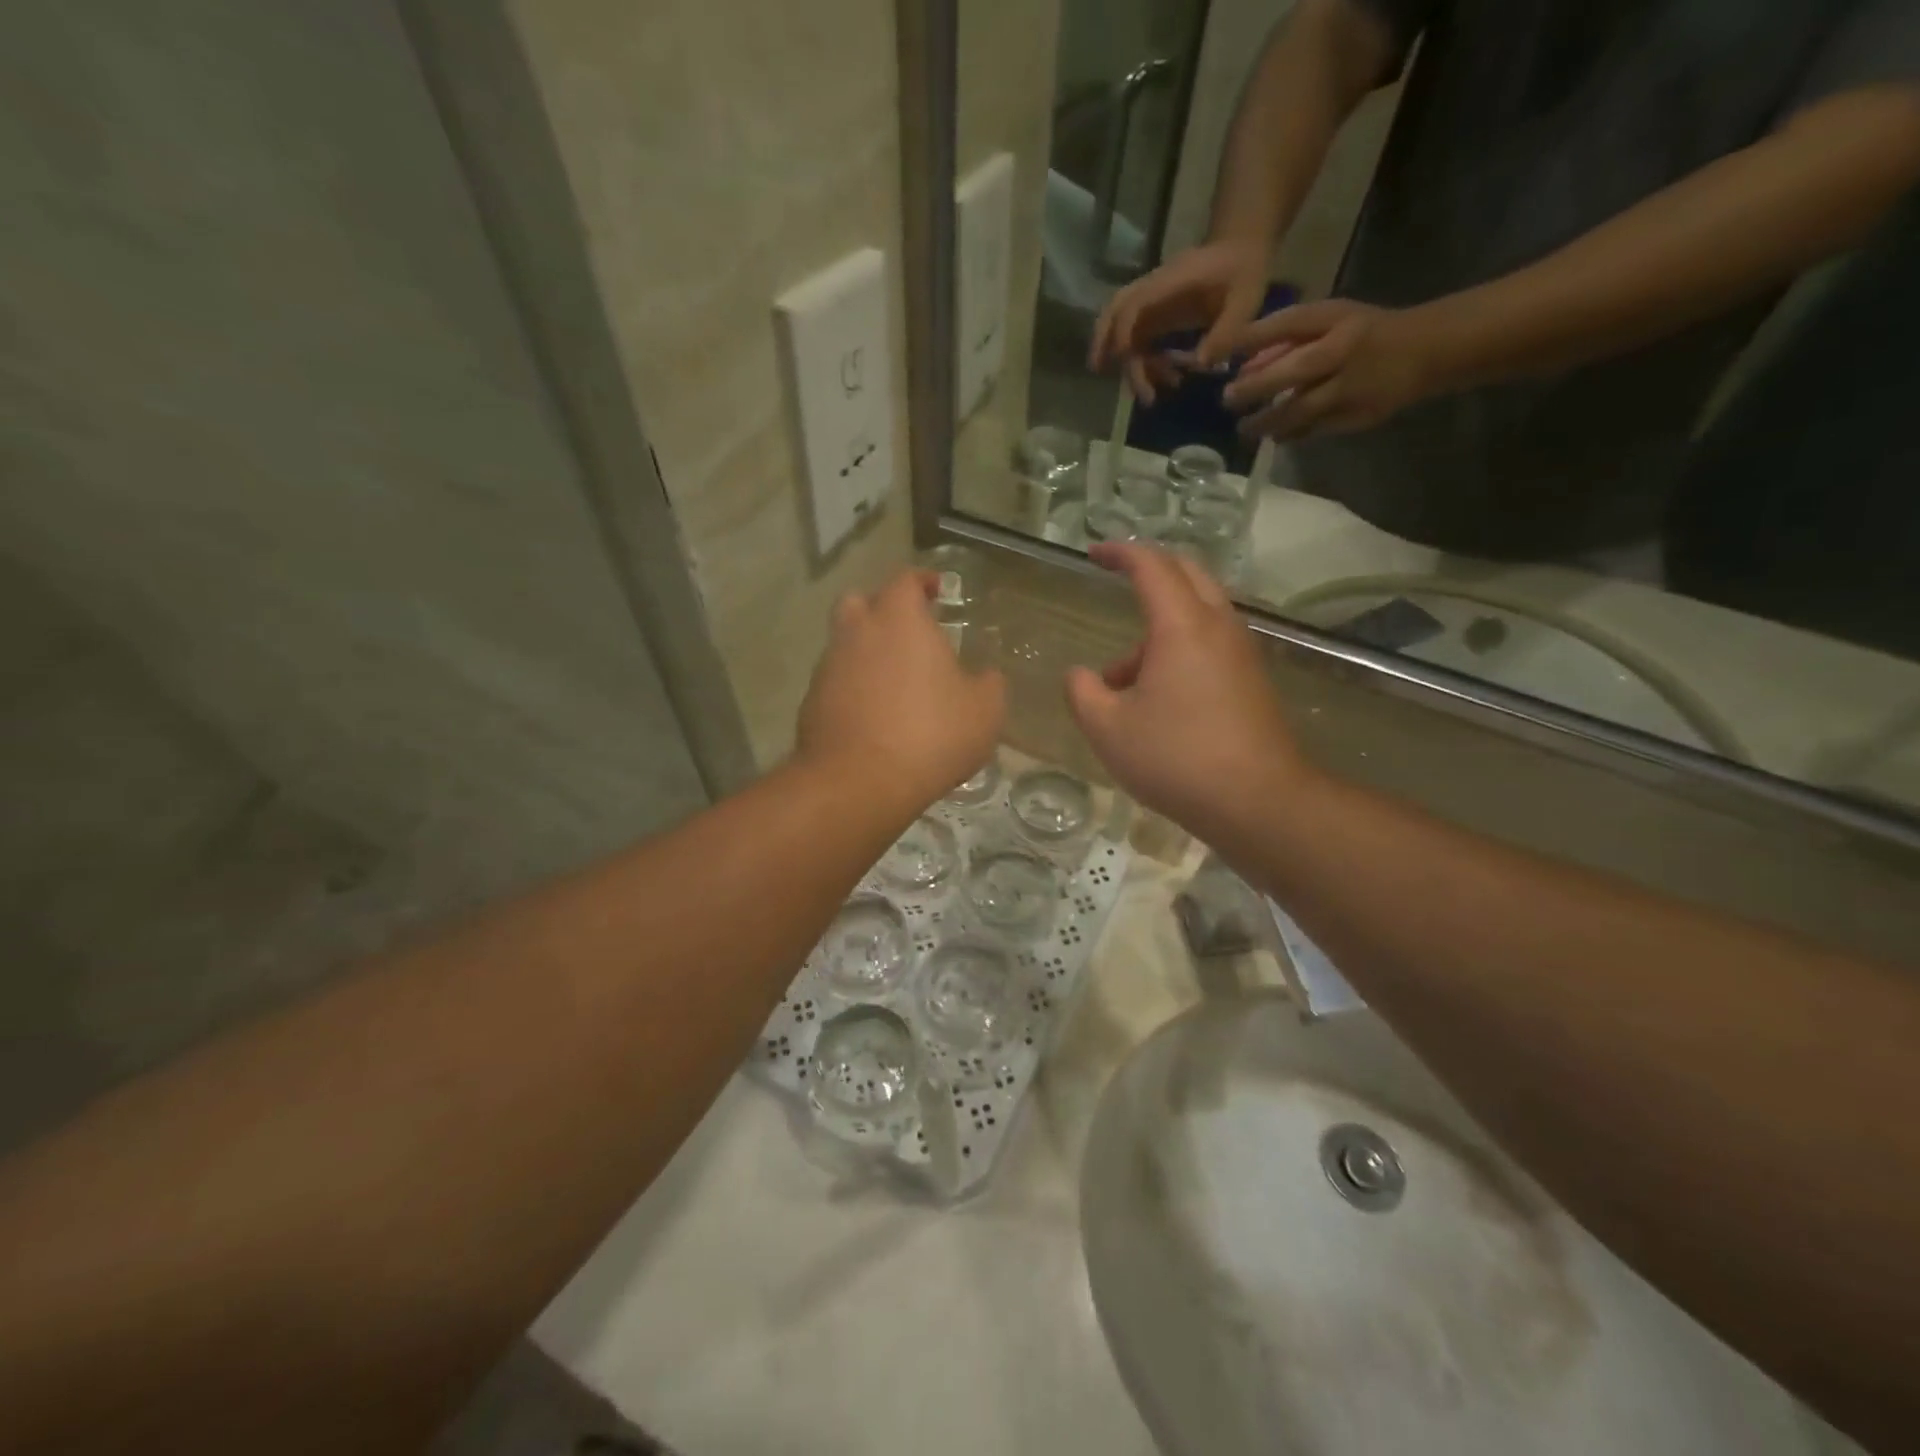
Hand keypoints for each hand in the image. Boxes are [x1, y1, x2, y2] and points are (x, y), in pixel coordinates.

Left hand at [798, 571, 1005, 810]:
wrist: (858, 782)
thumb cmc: (930, 734)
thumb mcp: (984, 710)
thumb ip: (989, 684)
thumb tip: (985, 676)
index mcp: (899, 619)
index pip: (906, 580)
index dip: (923, 581)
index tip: (937, 589)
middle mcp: (857, 632)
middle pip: (861, 602)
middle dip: (883, 609)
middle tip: (908, 631)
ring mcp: (828, 667)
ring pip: (845, 644)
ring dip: (867, 652)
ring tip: (895, 681)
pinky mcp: (811, 702)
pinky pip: (836, 682)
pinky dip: (853, 688)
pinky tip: (874, 715)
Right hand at [1066, 544, 1309, 842]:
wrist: (1257, 801)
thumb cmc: (1176, 758)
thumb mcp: (1107, 729)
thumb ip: (1082, 693)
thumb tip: (1080, 675)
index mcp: (1182, 626)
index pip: (1151, 566)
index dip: (1120, 553)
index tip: (1094, 554)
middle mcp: (1218, 627)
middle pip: (1187, 574)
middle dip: (1149, 570)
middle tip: (1118, 578)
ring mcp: (1241, 653)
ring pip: (1198, 613)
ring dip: (1158, 626)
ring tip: (1120, 681)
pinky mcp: (1251, 680)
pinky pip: (1210, 642)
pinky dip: (1178, 648)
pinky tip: (1156, 698)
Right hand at [1089, 240, 1270, 404]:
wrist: (1243, 249)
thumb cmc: (1245, 270)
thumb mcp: (1246, 299)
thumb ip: (1226, 331)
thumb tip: (1201, 364)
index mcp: (1171, 281)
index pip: (1134, 303)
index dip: (1123, 330)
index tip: (1123, 357)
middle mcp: (1155, 291)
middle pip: (1114, 311)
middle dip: (1102, 340)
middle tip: (1098, 370)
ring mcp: (1154, 304)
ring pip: (1122, 329)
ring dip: (1126, 362)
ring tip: (1147, 394)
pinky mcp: (1158, 315)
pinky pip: (1141, 340)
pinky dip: (1146, 363)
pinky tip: (1167, 380)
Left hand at [1220, 299, 1441, 439]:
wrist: (1425, 351)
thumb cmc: (1365, 332)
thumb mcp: (1330, 320)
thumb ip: (1286, 339)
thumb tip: (1243, 365)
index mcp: (1337, 320)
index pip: (1288, 323)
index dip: (1251, 338)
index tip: (1217, 354)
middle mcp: (1344, 351)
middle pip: (1293, 372)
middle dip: (1254, 388)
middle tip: (1228, 400)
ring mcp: (1352, 387)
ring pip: (1301, 409)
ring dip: (1267, 422)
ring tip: (1245, 428)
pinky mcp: (1357, 416)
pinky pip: (1314, 430)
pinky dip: (1290, 434)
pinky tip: (1274, 436)